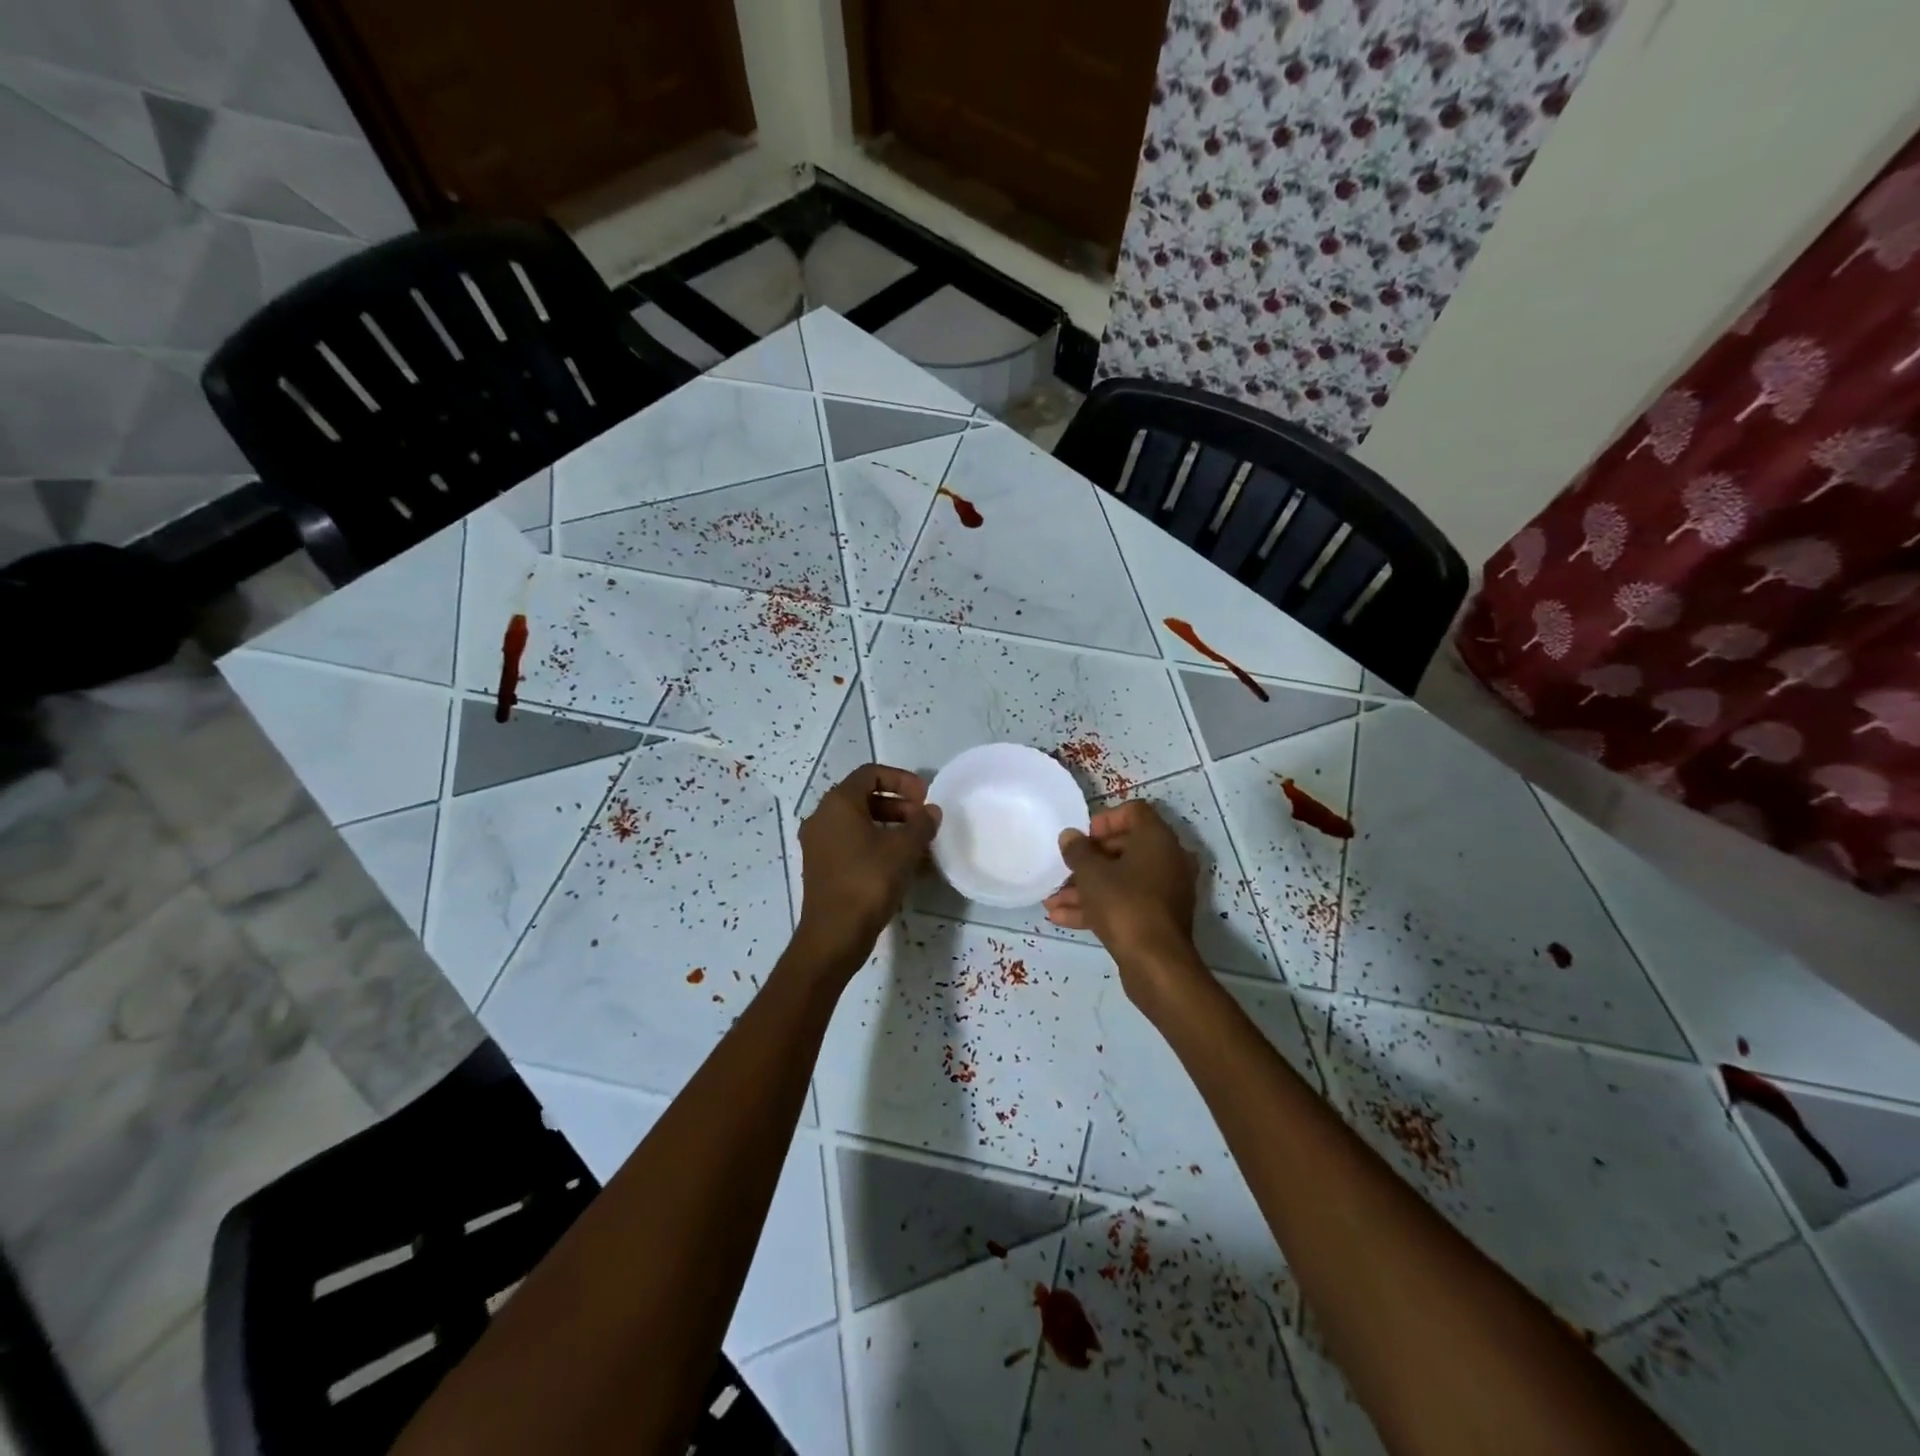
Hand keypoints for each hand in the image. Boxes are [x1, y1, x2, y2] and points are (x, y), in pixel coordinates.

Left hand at [794, 764, 940, 973]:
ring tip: (917, 843)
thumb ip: (921, 824)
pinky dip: (876, 844)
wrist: (834, 934)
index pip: (870, 773)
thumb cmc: (868, 881)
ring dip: (889, 825)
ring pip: (858, 822)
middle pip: (863, 797)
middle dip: (898, 804)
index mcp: (838, 803)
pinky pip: (852, 843)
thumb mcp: (904, 849)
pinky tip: (901, 864)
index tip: (925, 797)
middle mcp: (822, 817)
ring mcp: (818, 843)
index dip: (901, 779)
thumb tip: (931, 812)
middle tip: (923, 820)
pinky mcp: (822, 866)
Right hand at [1045, 800, 1206, 1011]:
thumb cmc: (1124, 905)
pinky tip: (1061, 918)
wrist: (1156, 964)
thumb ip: (1077, 851)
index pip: (1134, 812)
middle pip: (1124, 847)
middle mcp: (1167, 860)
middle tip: (1064, 870)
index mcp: (1157, 839)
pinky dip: (1098, 907)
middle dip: (1088, 860)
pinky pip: (1125, 902)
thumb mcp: (1091, 874)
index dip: (1104, 820)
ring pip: (1121, 879)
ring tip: (1052, 901)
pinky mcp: (1157, 918)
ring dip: (1087, 887)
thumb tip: (1069, 836)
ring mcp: (1165, 891)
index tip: (1082, 837)